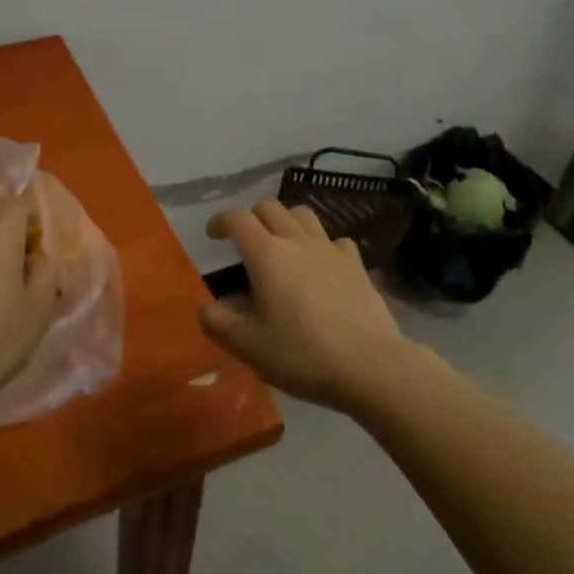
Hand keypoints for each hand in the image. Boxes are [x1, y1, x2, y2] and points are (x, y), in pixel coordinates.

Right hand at [197, 201, 407, 412]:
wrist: (369, 365)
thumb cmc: (302, 354)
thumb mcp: (249, 347)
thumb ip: (219, 324)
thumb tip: (204, 308)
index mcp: (267, 255)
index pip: (238, 219)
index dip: (220, 221)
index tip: (213, 235)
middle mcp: (297, 241)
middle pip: (270, 208)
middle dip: (252, 217)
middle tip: (244, 241)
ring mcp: (330, 250)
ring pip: (303, 215)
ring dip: (285, 221)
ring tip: (280, 244)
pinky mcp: (356, 264)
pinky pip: (334, 239)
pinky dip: (321, 244)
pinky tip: (320, 264)